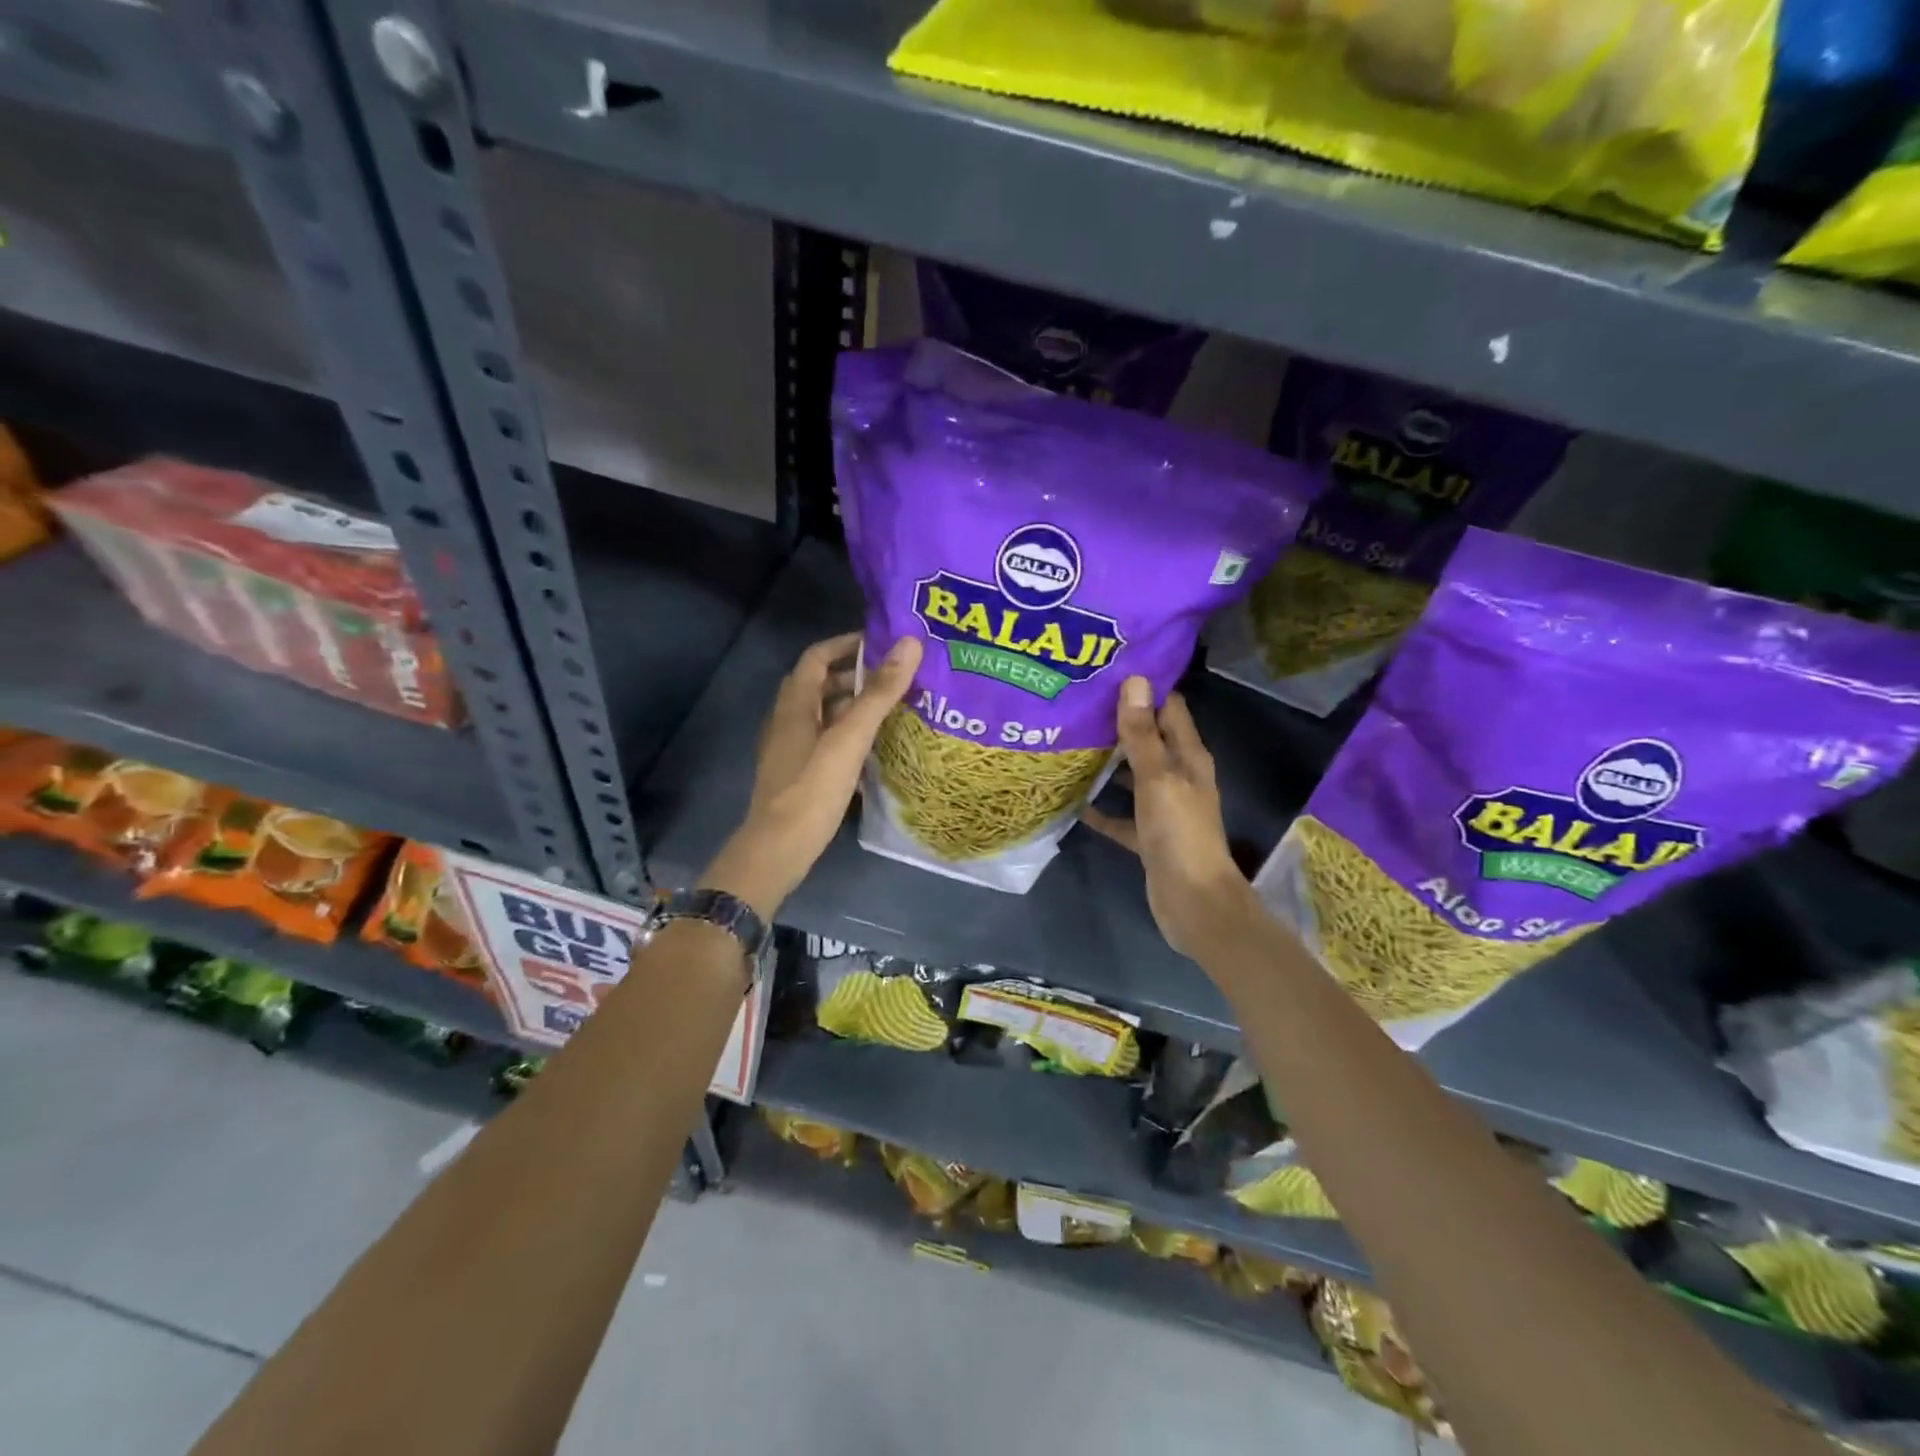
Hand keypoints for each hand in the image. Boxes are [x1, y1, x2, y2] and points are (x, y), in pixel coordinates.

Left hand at [701, 631, 921, 918]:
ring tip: (890, 710)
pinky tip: (872, 748)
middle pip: (819, 684)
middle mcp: (787, 721)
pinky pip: (824, 740)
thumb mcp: (849, 738)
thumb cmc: (812, 789)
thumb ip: (879, 693)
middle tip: (893, 678)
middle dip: (854, 676)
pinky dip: (846, 734)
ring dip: (851, 706)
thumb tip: (910, 644)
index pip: (817, 657)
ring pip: (822, 714)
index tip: (881, 644)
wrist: (778, 849)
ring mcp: (790, 749)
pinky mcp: (797, 774)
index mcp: (795, 705)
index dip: (846, 644)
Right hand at [1083, 676, 1260, 960]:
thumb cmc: (1179, 832)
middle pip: (1149, 740)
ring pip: (1134, 776)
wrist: (1193, 901)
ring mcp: (1165, 808)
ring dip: (1109, 764)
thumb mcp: (1157, 778)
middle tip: (1078, 704)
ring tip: (1071, 743)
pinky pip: (1123, 816)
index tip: (1108, 671)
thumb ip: (1142, 734)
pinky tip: (1075, 802)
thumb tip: (1135, 681)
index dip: (1145, 689)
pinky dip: (1103, 810)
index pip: (1169, 709)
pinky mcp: (1150, 836)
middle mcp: (1179, 777)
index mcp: (1189, 757)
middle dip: (1119, 723)